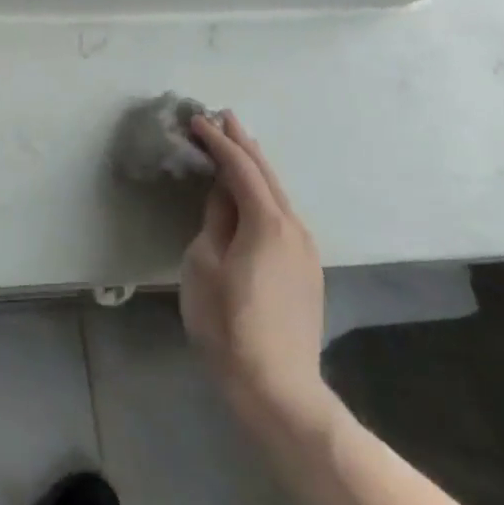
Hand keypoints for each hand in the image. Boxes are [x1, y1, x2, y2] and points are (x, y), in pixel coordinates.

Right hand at [180, 111, 334, 438]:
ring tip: (237, 148)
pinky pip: (283, 216)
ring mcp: (305, 250)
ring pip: (278, 195)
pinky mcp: (306, 270)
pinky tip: (253, 195)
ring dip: (256, 168)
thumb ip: (215, 220)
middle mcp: (294, 227)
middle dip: (244, 144)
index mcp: (266, 221)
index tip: (196, 120)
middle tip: (223, 118)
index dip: (218, 141)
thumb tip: (222, 195)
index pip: (240, 168)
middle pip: (267, 175)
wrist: (277, 386)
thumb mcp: (204, 264)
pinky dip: (264, 194)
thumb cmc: (228, 322)